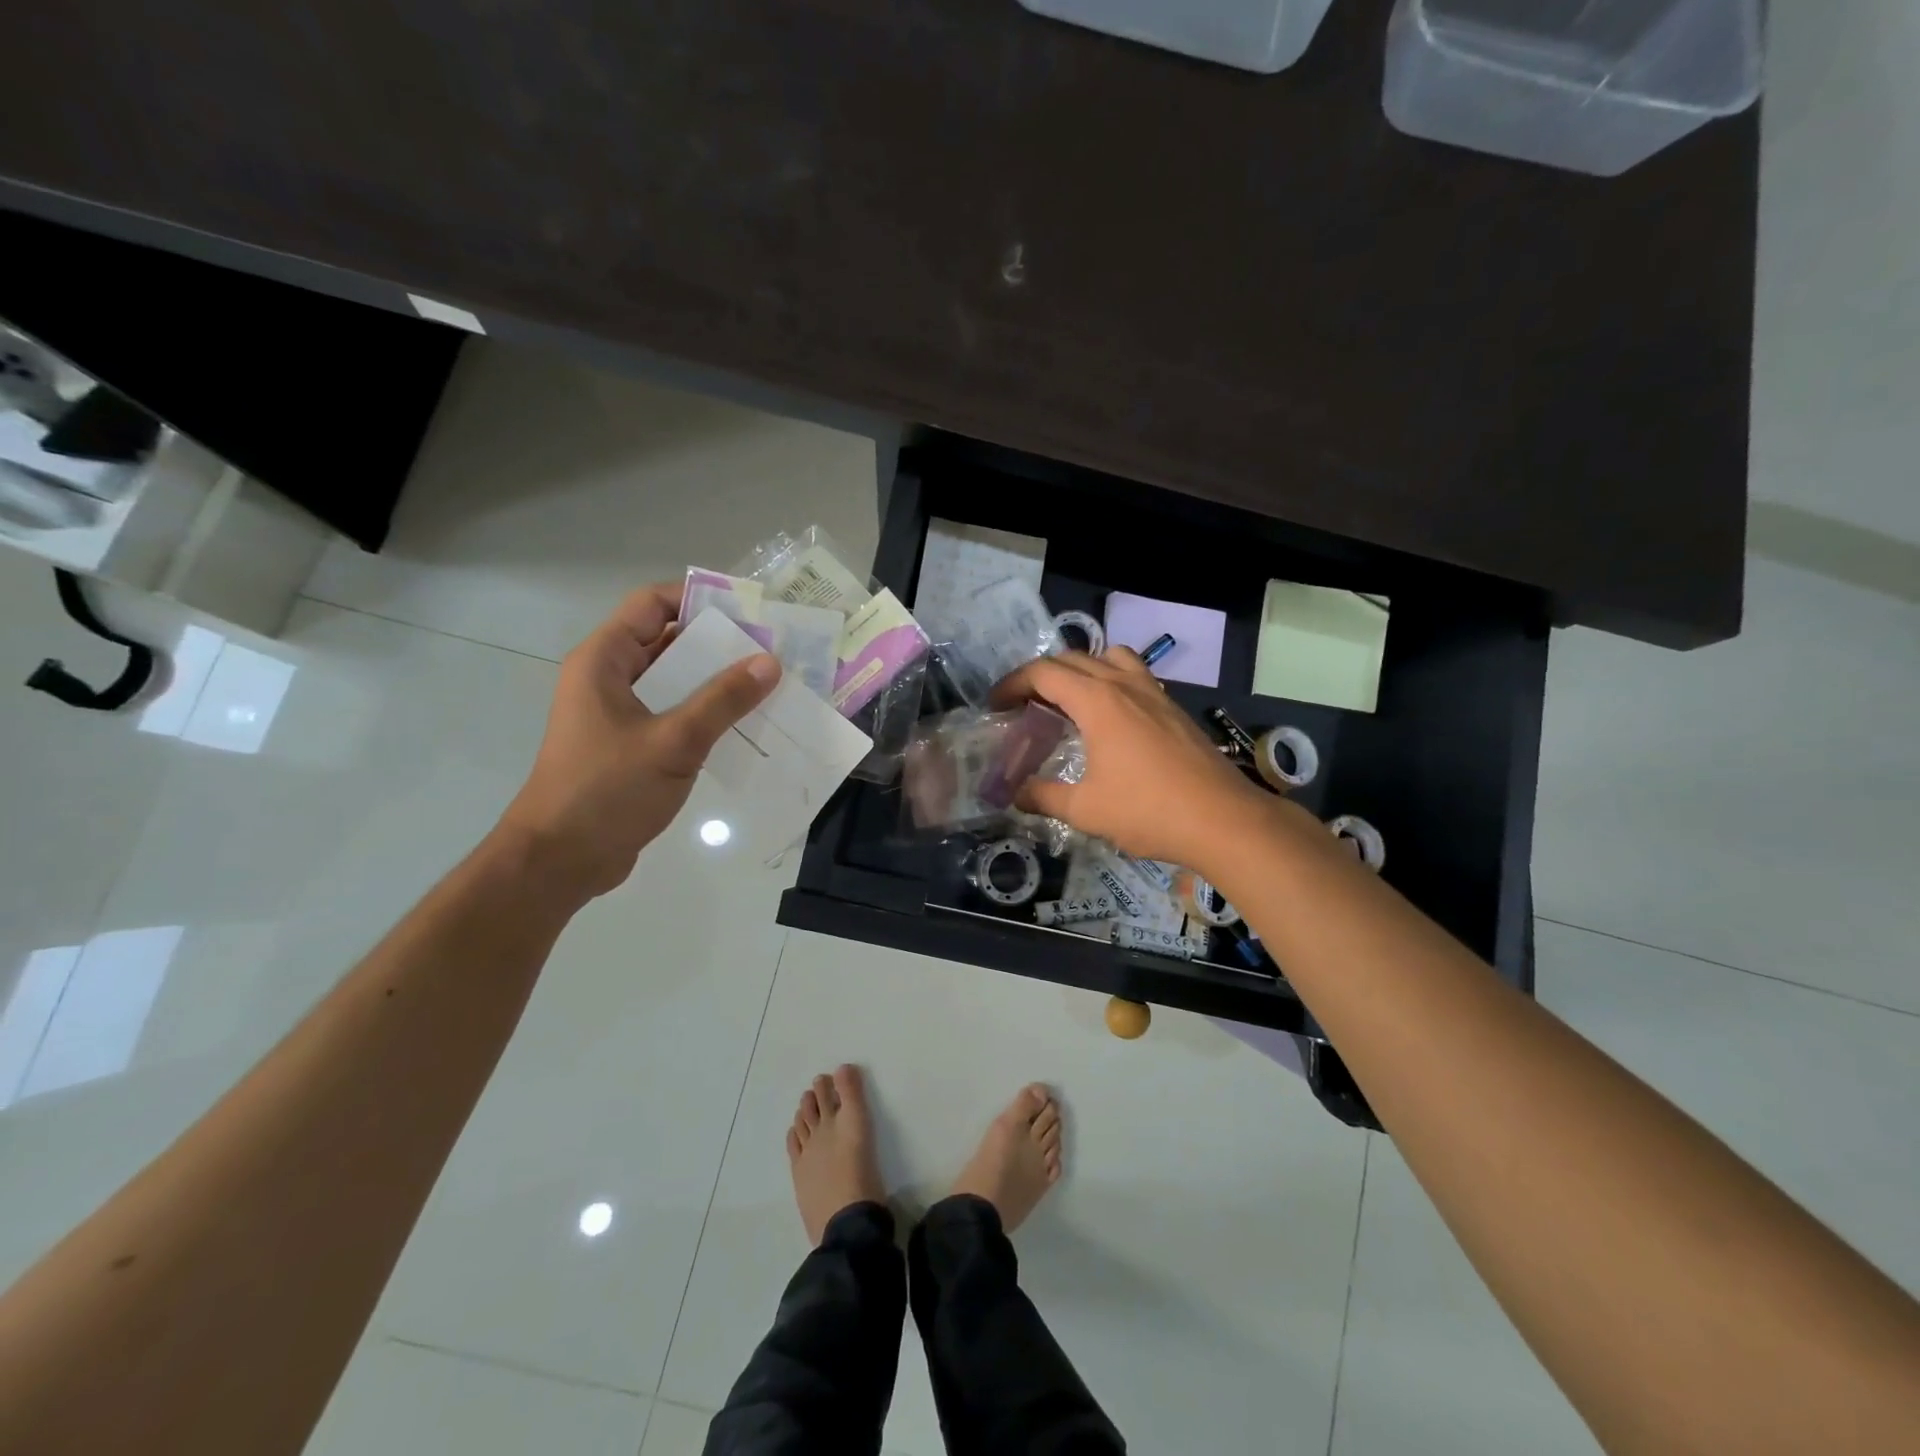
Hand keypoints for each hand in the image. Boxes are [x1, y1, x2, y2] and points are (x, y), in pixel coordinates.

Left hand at [497, 583, 779, 900]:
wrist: (560, 860)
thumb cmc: (607, 790)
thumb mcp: (673, 741)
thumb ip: (722, 700)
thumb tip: (769, 662)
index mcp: (604, 661)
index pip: (651, 604)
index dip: (698, 599)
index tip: (749, 610)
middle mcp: (608, 678)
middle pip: (667, 641)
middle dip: (718, 643)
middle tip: (771, 650)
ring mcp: (618, 714)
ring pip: (674, 681)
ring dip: (716, 682)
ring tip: (768, 685)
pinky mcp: (630, 746)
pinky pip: (674, 714)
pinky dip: (706, 714)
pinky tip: (745, 726)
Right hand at [991, 650, 1272, 871]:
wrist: (1223, 820)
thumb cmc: (1149, 811)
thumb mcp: (1086, 810)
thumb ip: (1044, 797)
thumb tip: (1015, 795)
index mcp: (1097, 701)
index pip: (1043, 672)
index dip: (1012, 683)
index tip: (995, 705)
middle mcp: (1124, 685)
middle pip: (1073, 659)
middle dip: (1040, 676)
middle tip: (1023, 705)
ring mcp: (1153, 692)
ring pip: (1109, 657)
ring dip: (1082, 669)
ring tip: (1069, 700)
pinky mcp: (1173, 707)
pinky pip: (1134, 675)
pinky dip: (1110, 681)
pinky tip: (1110, 719)